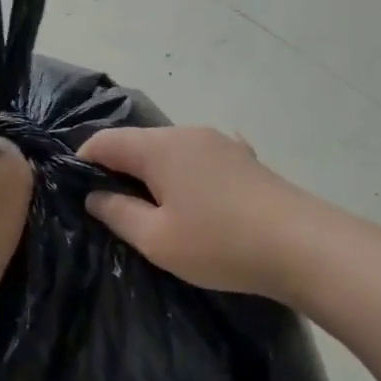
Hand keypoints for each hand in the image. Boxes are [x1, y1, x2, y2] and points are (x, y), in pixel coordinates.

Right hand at [78, 126, 315, 301]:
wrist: (305, 246)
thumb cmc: (220, 244)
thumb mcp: (157, 239)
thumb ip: (117, 213)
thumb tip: (93, 195)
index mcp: (160, 147)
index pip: (104, 141)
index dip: (83, 162)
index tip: (76, 192)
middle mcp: (187, 133)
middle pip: (138, 143)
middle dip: (119, 170)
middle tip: (112, 210)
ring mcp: (221, 143)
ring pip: (170, 151)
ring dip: (153, 174)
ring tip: (153, 210)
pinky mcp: (245, 159)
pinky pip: (199, 160)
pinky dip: (185, 175)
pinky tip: (194, 199)